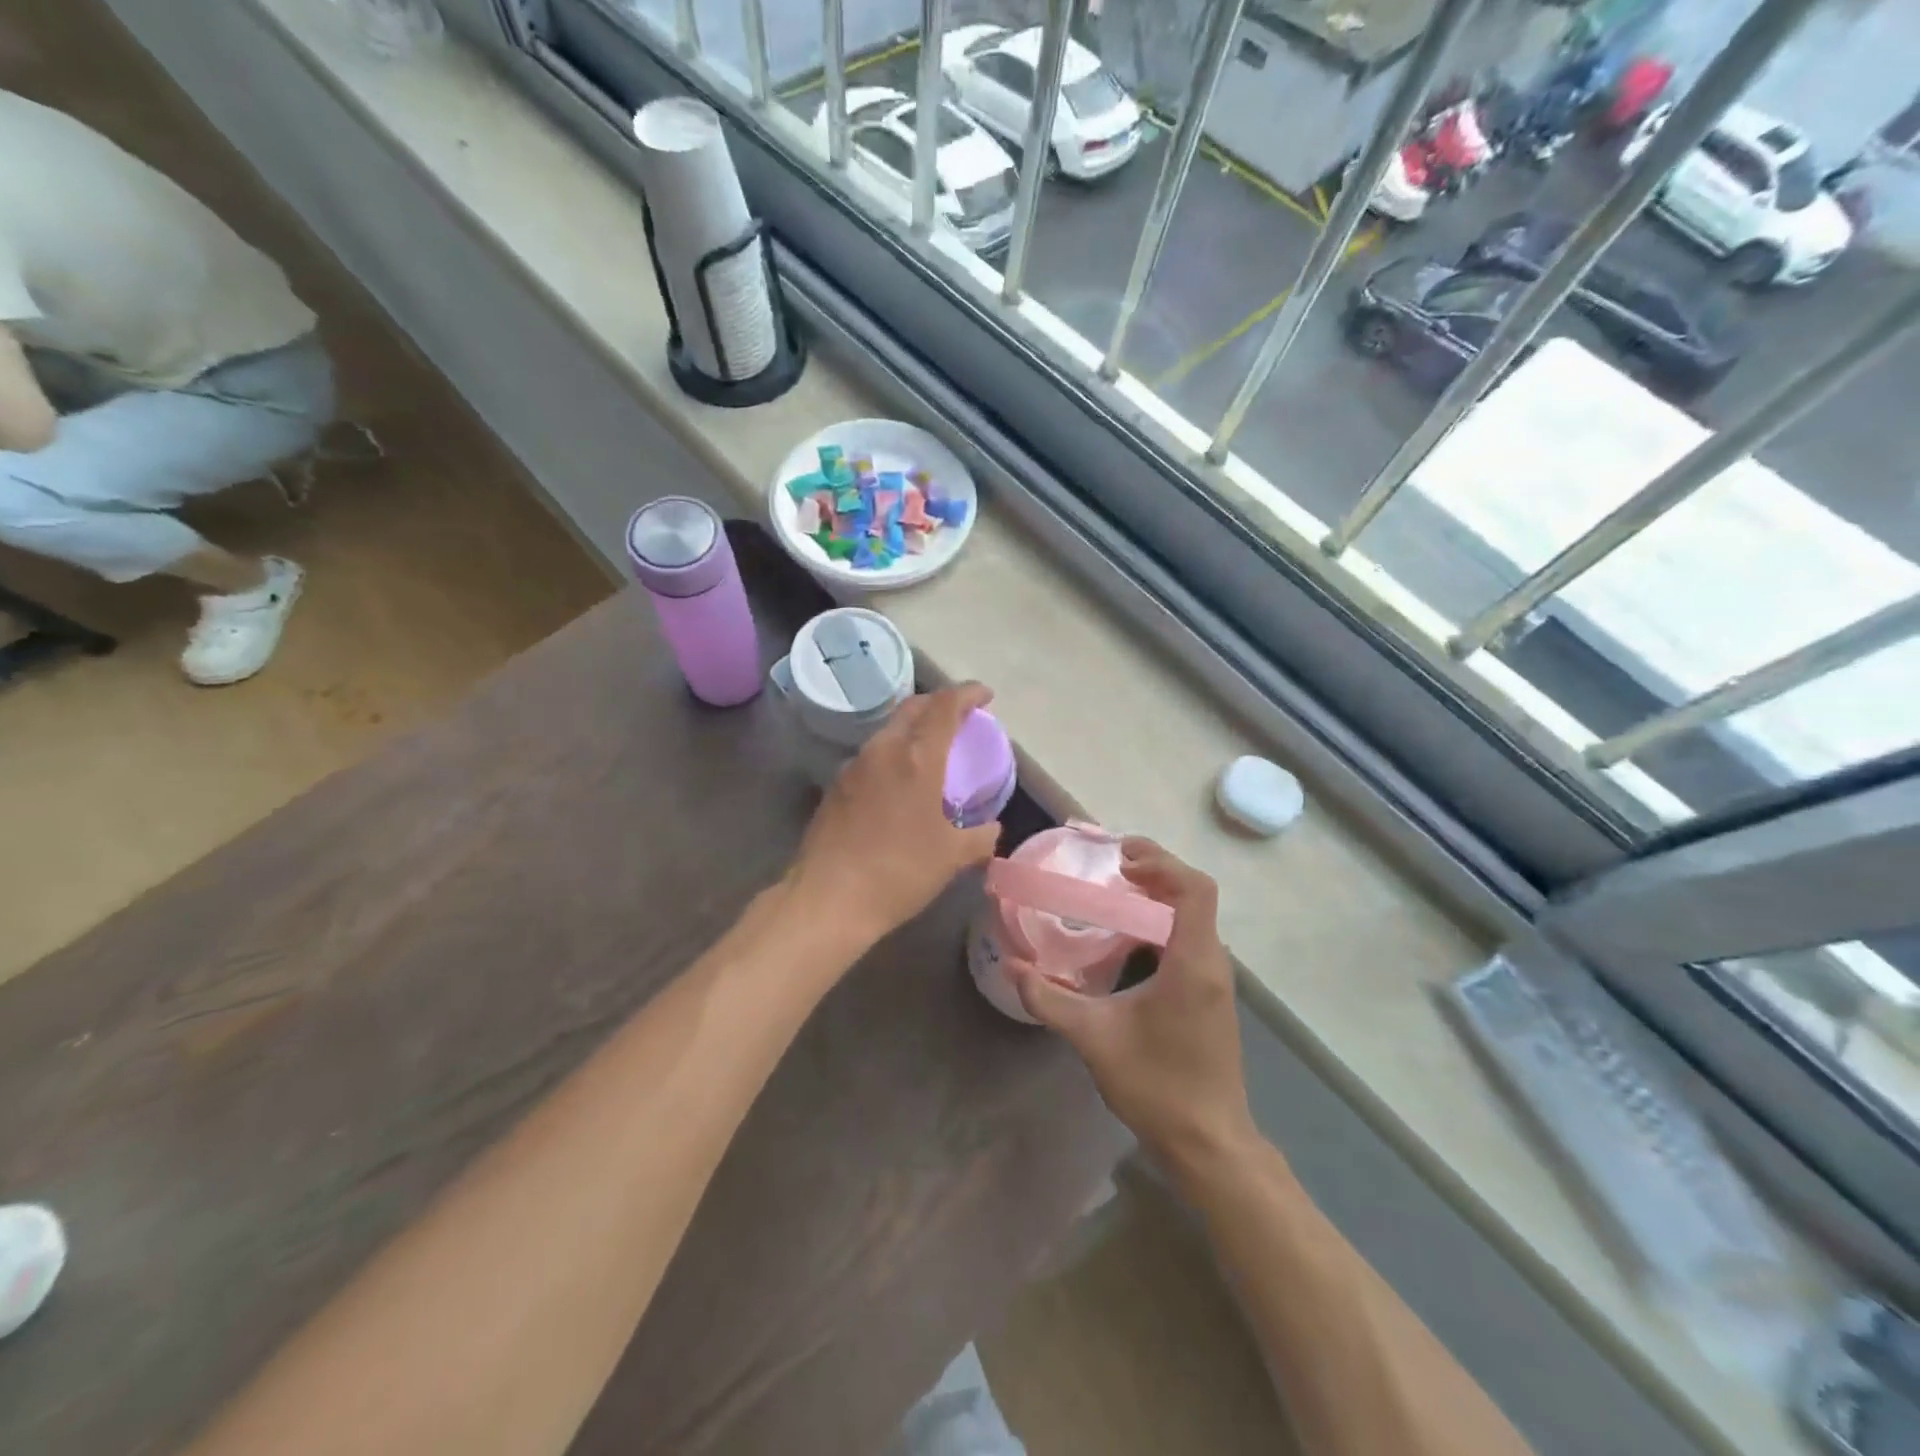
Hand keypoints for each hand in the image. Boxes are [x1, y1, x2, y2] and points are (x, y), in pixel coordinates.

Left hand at [787, 682, 1002, 947]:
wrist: (827, 899)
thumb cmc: (898, 872)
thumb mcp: (952, 857)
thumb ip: (980, 837)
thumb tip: (991, 828)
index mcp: (916, 758)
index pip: (945, 706)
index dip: (968, 694)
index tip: (985, 696)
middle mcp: (882, 751)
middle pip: (912, 708)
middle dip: (939, 704)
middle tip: (960, 717)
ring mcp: (853, 767)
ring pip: (888, 731)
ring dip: (913, 730)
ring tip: (932, 750)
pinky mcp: (835, 787)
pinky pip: (872, 756)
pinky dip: (893, 754)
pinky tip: (900, 783)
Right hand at [1009, 839, 1256, 1176]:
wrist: (1209, 1144)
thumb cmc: (1157, 1086)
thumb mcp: (1094, 1038)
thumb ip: (1050, 998)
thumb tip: (1013, 966)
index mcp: (1193, 963)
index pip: (1194, 889)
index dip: (1161, 862)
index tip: (1120, 860)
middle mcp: (1212, 963)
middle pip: (1195, 896)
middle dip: (1155, 872)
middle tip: (1109, 869)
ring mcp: (1215, 981)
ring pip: (1194, 918)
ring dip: (1159, 898)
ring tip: (1114, 894)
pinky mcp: (1210, 996)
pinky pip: (1191, 939)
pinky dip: (1163, 923)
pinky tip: (1128, 940)